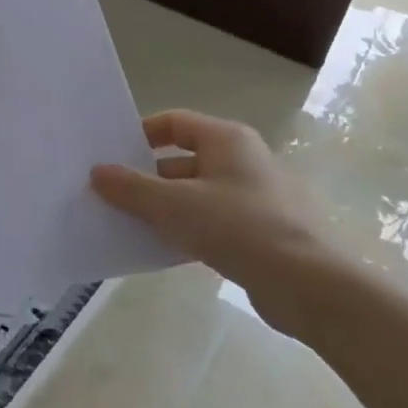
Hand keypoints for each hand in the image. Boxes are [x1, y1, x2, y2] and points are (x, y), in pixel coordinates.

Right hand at [91, 109, 338, 337]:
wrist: (309, 285)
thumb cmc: (238, 227)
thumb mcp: (173, 205)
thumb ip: (131, 188)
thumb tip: (98, 172)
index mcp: (226, 140)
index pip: (174, 122)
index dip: (141, 134)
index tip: (112, 155)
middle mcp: (243, 160)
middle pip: (182, 160)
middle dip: (146, 178)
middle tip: (111, 195)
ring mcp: (255, 198)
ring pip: (195, 194)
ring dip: (163, 207)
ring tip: (128, 224)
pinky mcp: (261, 233)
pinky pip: (212, 222)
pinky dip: (186, 230)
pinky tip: (162, 249)